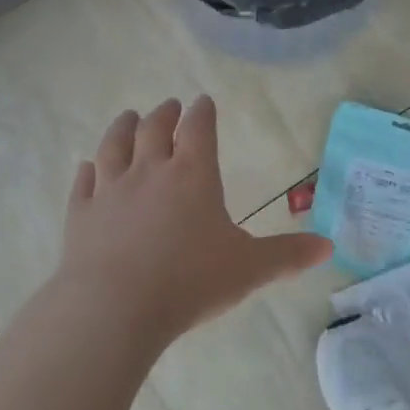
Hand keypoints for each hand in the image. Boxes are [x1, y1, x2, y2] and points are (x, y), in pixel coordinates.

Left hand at [57, 96, 331, 344]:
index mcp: (192, 175)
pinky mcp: (80, 215)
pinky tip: (86, 168)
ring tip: (127, 116)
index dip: (203, 113)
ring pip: (114, 146)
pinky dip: (86, 172)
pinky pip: (83, 184)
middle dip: (164, 114)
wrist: (114, 308)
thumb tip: (329, 247)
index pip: (199, 129)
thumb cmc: (190, 282)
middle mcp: (149, 172)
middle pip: (154, 129)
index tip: (203, 101)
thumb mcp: (249, 269)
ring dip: (122, 128)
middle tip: (169, 105)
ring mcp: (110, 191)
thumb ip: (288, 255)